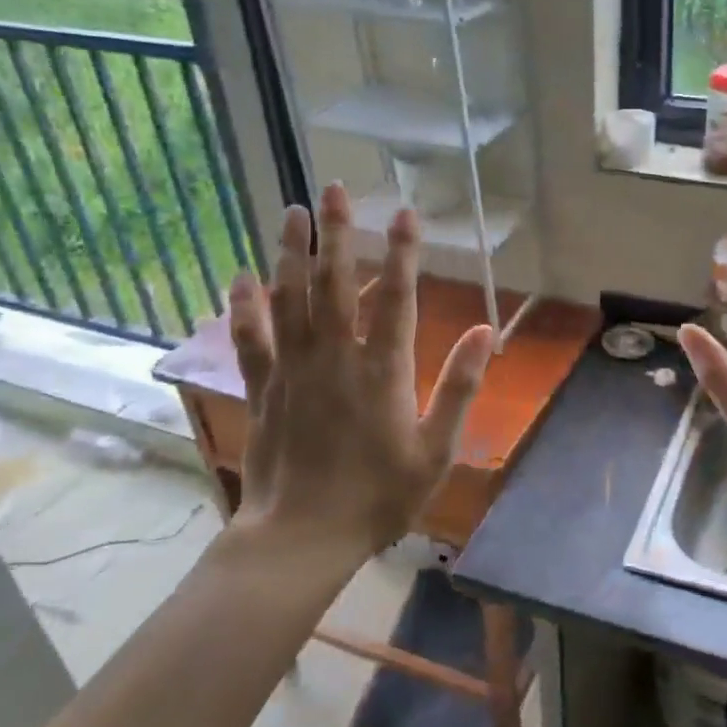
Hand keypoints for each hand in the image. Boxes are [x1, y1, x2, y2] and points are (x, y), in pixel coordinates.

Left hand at [225, 183, 493, 574]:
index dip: (404, 252)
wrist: (302, 538)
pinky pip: (250, 338)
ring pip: (289, 299)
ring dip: (291, 252)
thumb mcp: (436, 449)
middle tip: (334, 188)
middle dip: (338, 233)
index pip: (397, 297)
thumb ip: (460, 387)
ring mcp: (294, 370)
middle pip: (335, 283)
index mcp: (383, 371)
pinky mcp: (264, 388)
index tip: (405, 212)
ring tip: (292, 211)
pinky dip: (244, 305)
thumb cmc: (378, 497)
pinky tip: (240, 276)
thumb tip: (486, 333)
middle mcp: (336, 358)